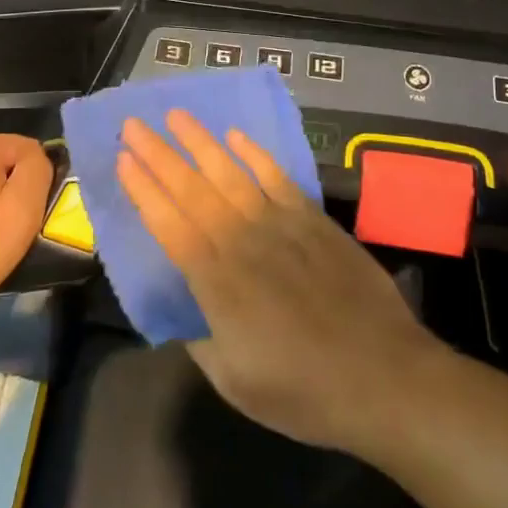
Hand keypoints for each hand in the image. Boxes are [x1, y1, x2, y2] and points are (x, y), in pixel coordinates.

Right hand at [117, 111, 438, 452]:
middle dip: (159, 155)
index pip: (169, 224)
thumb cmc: (304, 391)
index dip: (143, 190)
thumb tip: (184, 312)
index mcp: (217, 281)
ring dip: (201, 142)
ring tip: (175, 115)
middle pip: (193, 189)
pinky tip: (237, 136)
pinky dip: (256, 154)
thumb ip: (201, 340)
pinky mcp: (314, 220)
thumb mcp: (235, 381)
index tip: (122, 160)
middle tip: (133, 124)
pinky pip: (278, 177)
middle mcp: (242, 240)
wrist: (385, 378)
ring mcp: (281, 224)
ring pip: (231, 172)